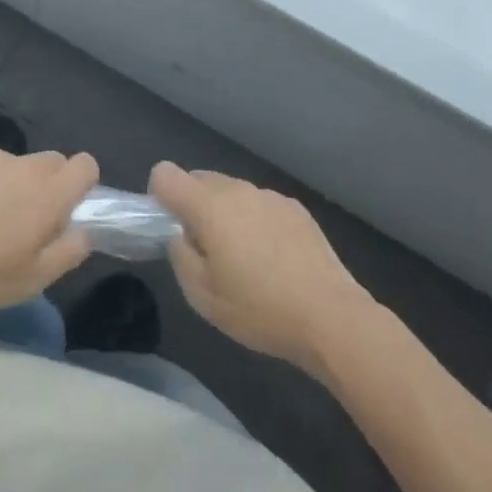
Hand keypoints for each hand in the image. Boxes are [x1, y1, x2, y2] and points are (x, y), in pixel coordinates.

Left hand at [0, 141, 98, 311]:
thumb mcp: (29, 281)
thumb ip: (66, 252)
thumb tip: (83, 231)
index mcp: (49, 195)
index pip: (86, 165)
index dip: (82, 185)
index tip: (66, 210)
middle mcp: (26, 165)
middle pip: (53, 162)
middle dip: (47, 186)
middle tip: (24, 222)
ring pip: (16, 164)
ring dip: (11, 184)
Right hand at [149, 162, 373, 372]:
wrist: (332, 318)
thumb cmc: (260, 310)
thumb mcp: (202, 296)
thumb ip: (180, 255)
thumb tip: (180, 235)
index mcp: (207, 205)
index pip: (165, 173)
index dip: (159, 196)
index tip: (170, 226)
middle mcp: (236, 189)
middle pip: (199, 179)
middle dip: (193, 206)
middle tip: (207, 250)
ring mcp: (268, 195)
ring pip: (231, 192)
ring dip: (226, 213)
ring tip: (245, 259)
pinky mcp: (295, 208)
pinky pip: (260, 204)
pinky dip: (256, 221)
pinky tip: (274, 259)